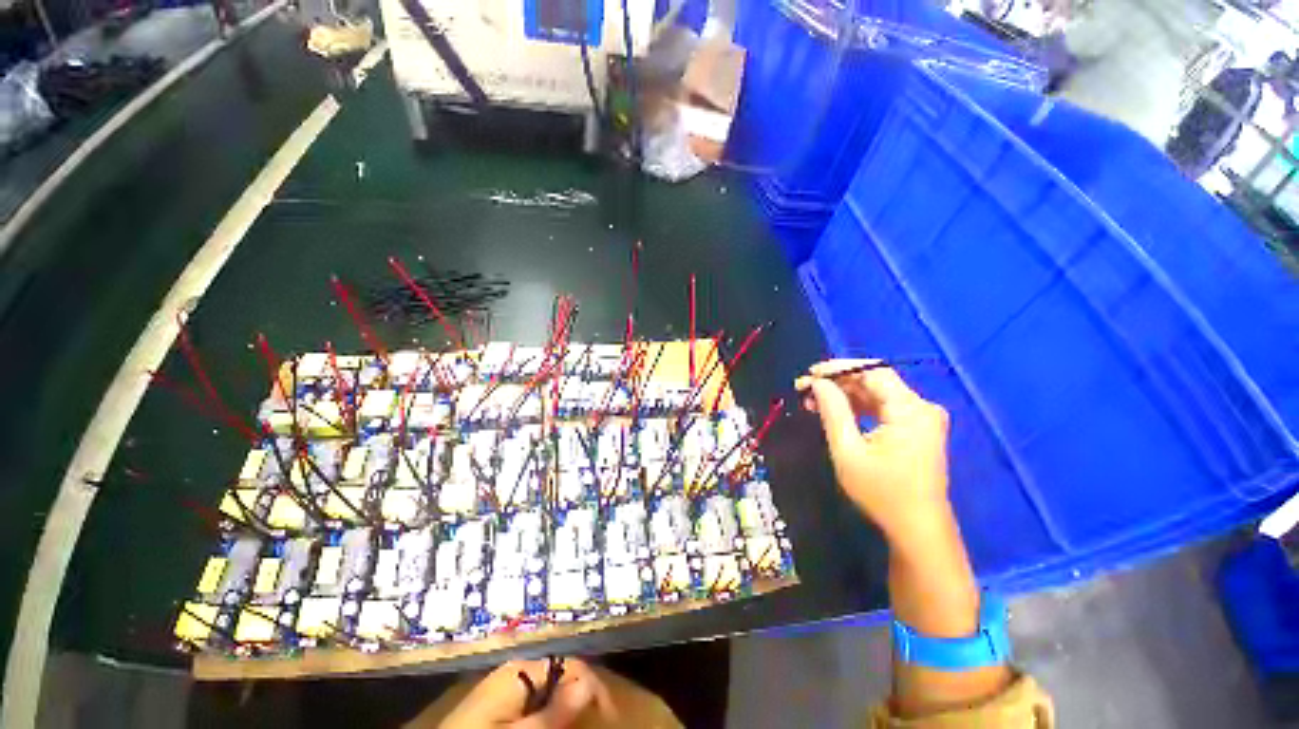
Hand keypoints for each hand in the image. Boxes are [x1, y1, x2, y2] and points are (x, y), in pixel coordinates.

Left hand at [439, 658, 614, 728]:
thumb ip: (554, 712)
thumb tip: (589, 686)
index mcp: (521, 670)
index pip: (570, 667)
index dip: (593, 688)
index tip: (610, 715)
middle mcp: (516, 669)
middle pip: (560, 677)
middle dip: (578, 698)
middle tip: (593, 722)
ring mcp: (505, 684)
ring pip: (547, 690)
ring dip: (563, 708)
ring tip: (574, 725)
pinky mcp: (496, 700)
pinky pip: (531, 700)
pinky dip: (545, 712)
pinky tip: (549, 722)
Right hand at [794, 359, 951, 546]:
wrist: (917, 529)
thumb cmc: (881, 492)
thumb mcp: (848, 450)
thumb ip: (833, 411)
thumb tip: (816, 383)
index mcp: (910, 409)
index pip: (873, 371)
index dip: (839, 368)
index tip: (809, 373)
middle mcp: (921, 407)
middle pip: (875, 381)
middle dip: (838, 382)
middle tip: (805, 388)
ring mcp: (922, 419)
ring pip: (877, 394)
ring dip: (845, 395)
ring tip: (813, 401)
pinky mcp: (917, 430)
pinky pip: (884, 408)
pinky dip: (858, 407)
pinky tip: (835, 412)